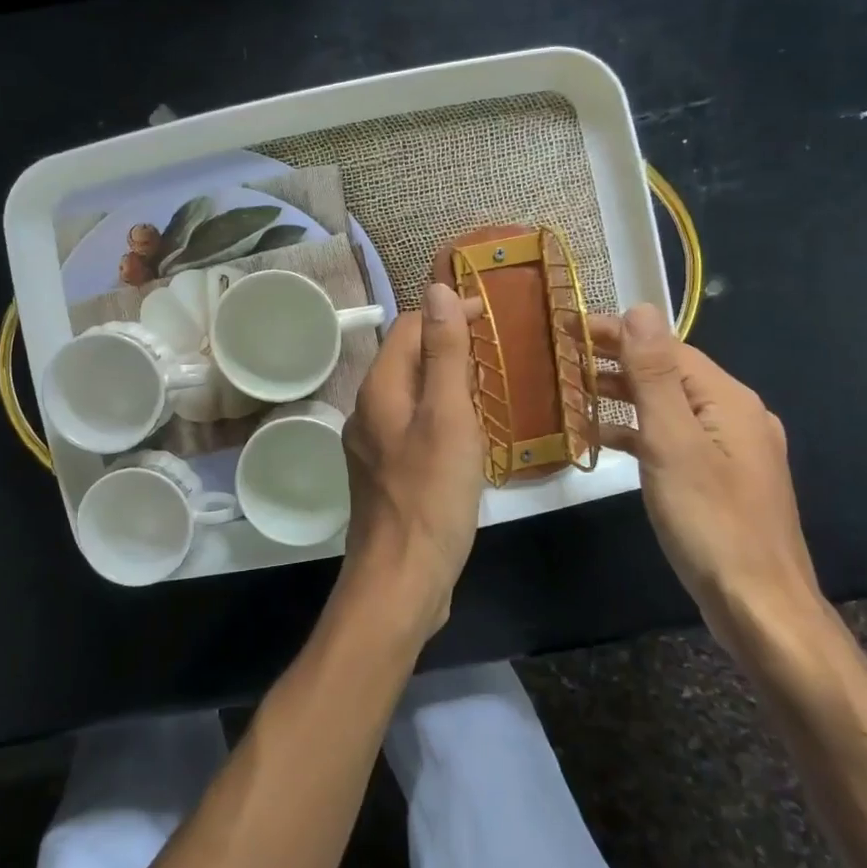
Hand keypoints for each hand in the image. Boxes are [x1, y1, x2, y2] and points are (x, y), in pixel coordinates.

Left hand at [335, 283, 487, 644]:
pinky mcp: (387, 475)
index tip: (492, 318)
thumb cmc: (431, 494)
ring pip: (412, 396)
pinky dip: (441, 418)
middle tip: (499, 354)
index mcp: (379, 390)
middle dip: (448, 347)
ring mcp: (374, 446)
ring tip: (490, 390)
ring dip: (447, 384)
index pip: (408, 328)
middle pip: (407, 360)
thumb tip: (436, 289)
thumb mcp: (448, 416)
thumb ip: (444, 353)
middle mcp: (367, 411)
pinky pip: (414, 428)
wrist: (402, 578)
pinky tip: (469, 437)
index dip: (447, 314)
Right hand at [591, 304, 824, 647]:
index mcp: (729, 401)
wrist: (759, 606)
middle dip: (617, 361)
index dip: (619, 333)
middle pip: (669, 374)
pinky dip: (637, 433)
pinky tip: (604, 442)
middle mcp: (735, 417)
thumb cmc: (710, 521)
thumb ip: (654, 375)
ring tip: (574, 393)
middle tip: (563, 356)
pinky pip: (672, 439)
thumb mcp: (673, 442)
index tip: (570, 327)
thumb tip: (641, 309)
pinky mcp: (719, 480)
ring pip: (669, 408)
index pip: (667, 348)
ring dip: (623, 397)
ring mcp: (730, 451)